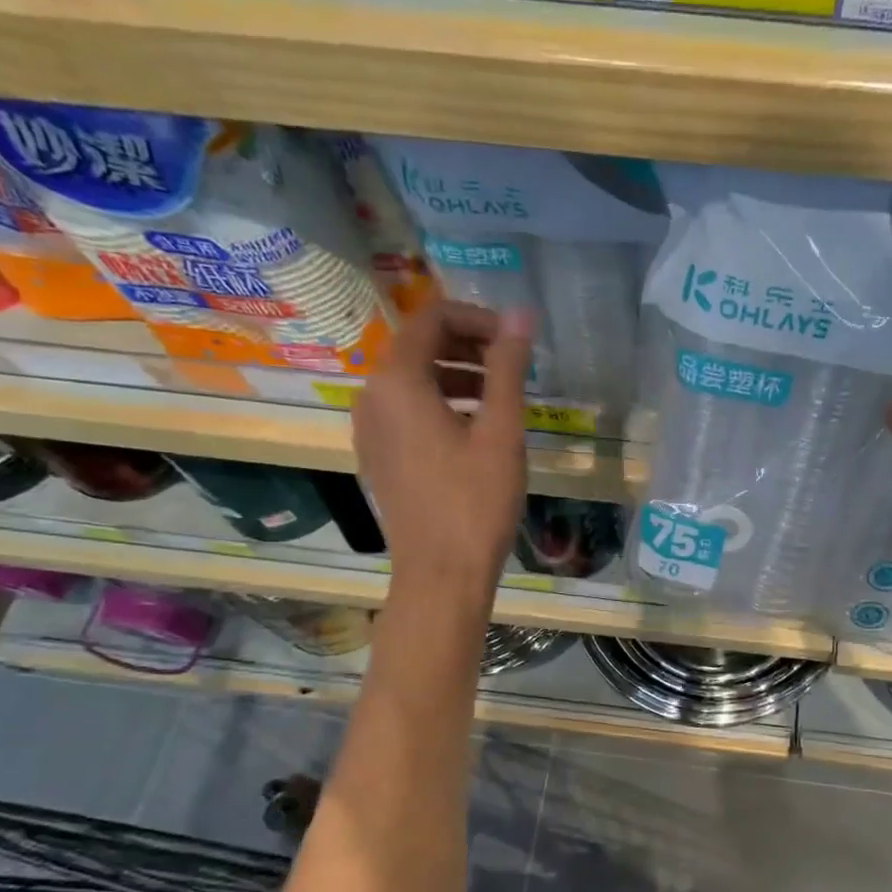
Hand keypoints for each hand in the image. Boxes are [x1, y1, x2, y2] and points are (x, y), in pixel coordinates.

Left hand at [351, 299, 532, 605]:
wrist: (440, 575)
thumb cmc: (475, 502)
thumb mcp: (501, 431)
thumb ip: (508, 368)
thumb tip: (521, 315)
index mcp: (397, 382)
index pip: (433, 318)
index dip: (478, 319)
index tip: (516, 340)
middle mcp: (372, 397)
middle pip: (419, 346)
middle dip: (469, 346)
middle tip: (514, 366)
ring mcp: (370, 430)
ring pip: (413, 381)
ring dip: (457, 376)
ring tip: (502, 398)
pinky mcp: (378, 457)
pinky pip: (406, 412)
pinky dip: (440, 405)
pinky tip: (476, 431)